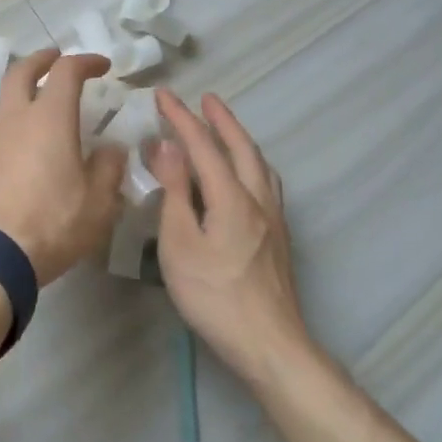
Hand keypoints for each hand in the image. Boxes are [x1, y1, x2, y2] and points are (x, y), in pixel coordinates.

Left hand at [0, 50, 126, 285]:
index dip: (85, 62)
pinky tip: (26, 151)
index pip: (66, 72)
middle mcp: (15, 119)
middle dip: (40, 59)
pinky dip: (14, 126)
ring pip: (6, 102)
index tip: (102, 66)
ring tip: (44, 112)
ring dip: (25, 95)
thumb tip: (111, 149)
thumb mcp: (98, 202)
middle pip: (20, 72)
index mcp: (49, 119)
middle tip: (55, 58)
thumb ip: (108, 169)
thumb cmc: (52, 223)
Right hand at [148, 90, 312, 382]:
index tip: (163, 94)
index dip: (182, 118)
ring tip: (226, 130)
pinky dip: (251, 163)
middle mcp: (258, 201)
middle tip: (206, 98)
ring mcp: (273, 221)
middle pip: (242, 149)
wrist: (270, 346)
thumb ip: (175, 192)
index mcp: (232, 198)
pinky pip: (265, 183)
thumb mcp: (180, 243)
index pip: (204, 146)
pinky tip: (245, 177)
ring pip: (260, 166)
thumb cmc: (214, 296)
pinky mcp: (277, 240)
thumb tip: (167, 146)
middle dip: (222, 120)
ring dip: (241, 140)